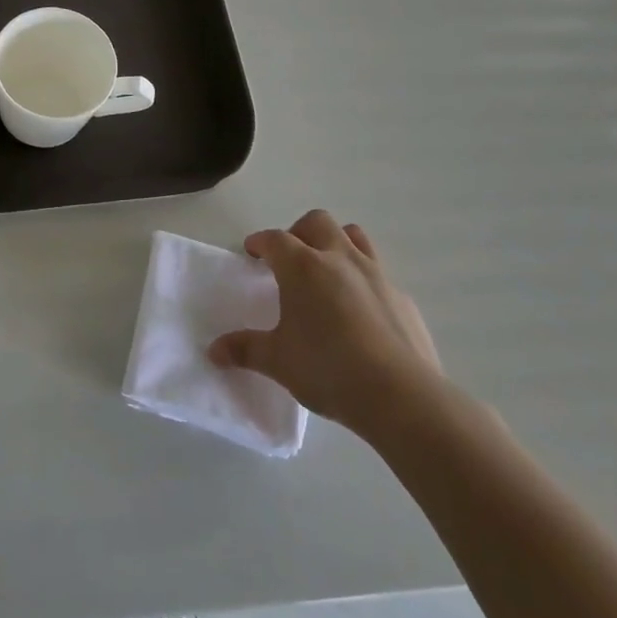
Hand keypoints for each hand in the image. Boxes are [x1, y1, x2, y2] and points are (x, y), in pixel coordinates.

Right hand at [209, 210, 440, 423]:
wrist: (401, 395)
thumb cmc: (327, 369)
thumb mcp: (277, 361)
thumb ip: (245, 350)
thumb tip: (214, 351)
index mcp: (303, 267)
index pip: (275, 239)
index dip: (260, 242)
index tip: (252, 251)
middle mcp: (339, 259)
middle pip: (317, 222)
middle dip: (299, 232)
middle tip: (289, 258)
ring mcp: (376, 274)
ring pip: (354, 236)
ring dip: (336, 243)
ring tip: (326, 271)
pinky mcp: (402, 297)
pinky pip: (378, 273)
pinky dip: (363, 279)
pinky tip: (360, 311)